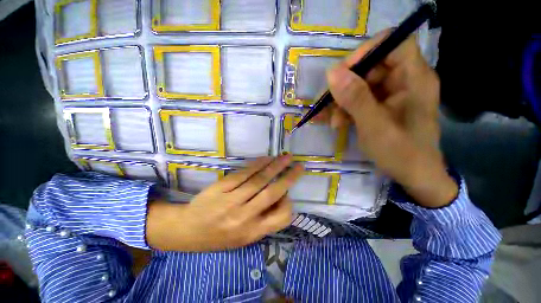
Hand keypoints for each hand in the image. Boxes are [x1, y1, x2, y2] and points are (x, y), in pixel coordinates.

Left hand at [146, 155, 303, 251]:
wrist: (187, 230)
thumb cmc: (219, 236)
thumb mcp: (244, 238)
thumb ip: (264, 221)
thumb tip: (281, 198)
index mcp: (252, 232)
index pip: (281, 218)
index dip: (289, 203)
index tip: (288, 193)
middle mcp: (244, 217)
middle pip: (272, 193)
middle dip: (289, 178)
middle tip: (299, 166)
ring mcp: (232, 201)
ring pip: (259, 180)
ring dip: (275, 166)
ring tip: (285, 157)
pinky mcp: (221, 188)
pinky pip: (243, 173)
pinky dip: (257, 164)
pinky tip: (266, 158)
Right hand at [317, 31, 456, 207]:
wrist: (413, 176)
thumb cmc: (401, 153)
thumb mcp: (375, 126)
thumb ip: (355, 98)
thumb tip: (331, 73)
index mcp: (414, 78)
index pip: (392, 43)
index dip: (365, 52)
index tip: (341, 74)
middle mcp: (404, 80)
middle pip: (370, 66)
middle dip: (345, 86)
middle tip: (327, 104)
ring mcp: (391, 94)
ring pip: (360, 85)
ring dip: (341, 102)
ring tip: (330, 121)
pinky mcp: (381, 106)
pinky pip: (359, 100)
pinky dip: (344, 110)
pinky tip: (334, 122)